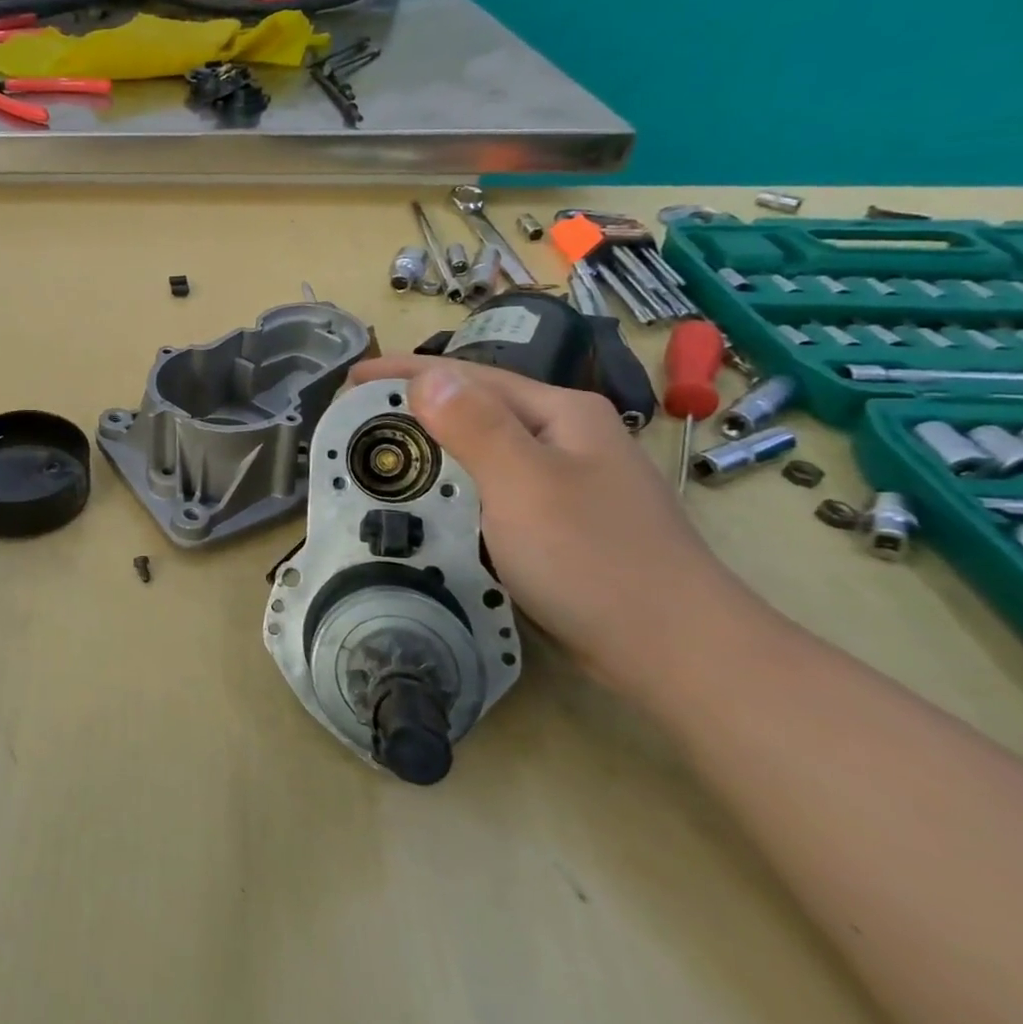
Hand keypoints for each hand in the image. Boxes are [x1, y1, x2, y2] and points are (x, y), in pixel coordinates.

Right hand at [347, 355, 765, 691]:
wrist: (674, 650)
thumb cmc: (592, 558)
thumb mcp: (524, 483)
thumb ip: (474, 425)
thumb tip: (426, 376)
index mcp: (561, 413)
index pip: (468, 377)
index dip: (404, 373)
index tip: (348, 381)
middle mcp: (566, 437)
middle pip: (476, 409)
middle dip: (414, 409)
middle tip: (355, 424)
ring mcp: (567, 481)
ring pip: (483, 451)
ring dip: (431, 448)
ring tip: (381, 458)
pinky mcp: (561, 521)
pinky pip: (492, 488)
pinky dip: (452, 486)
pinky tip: (429, 502)